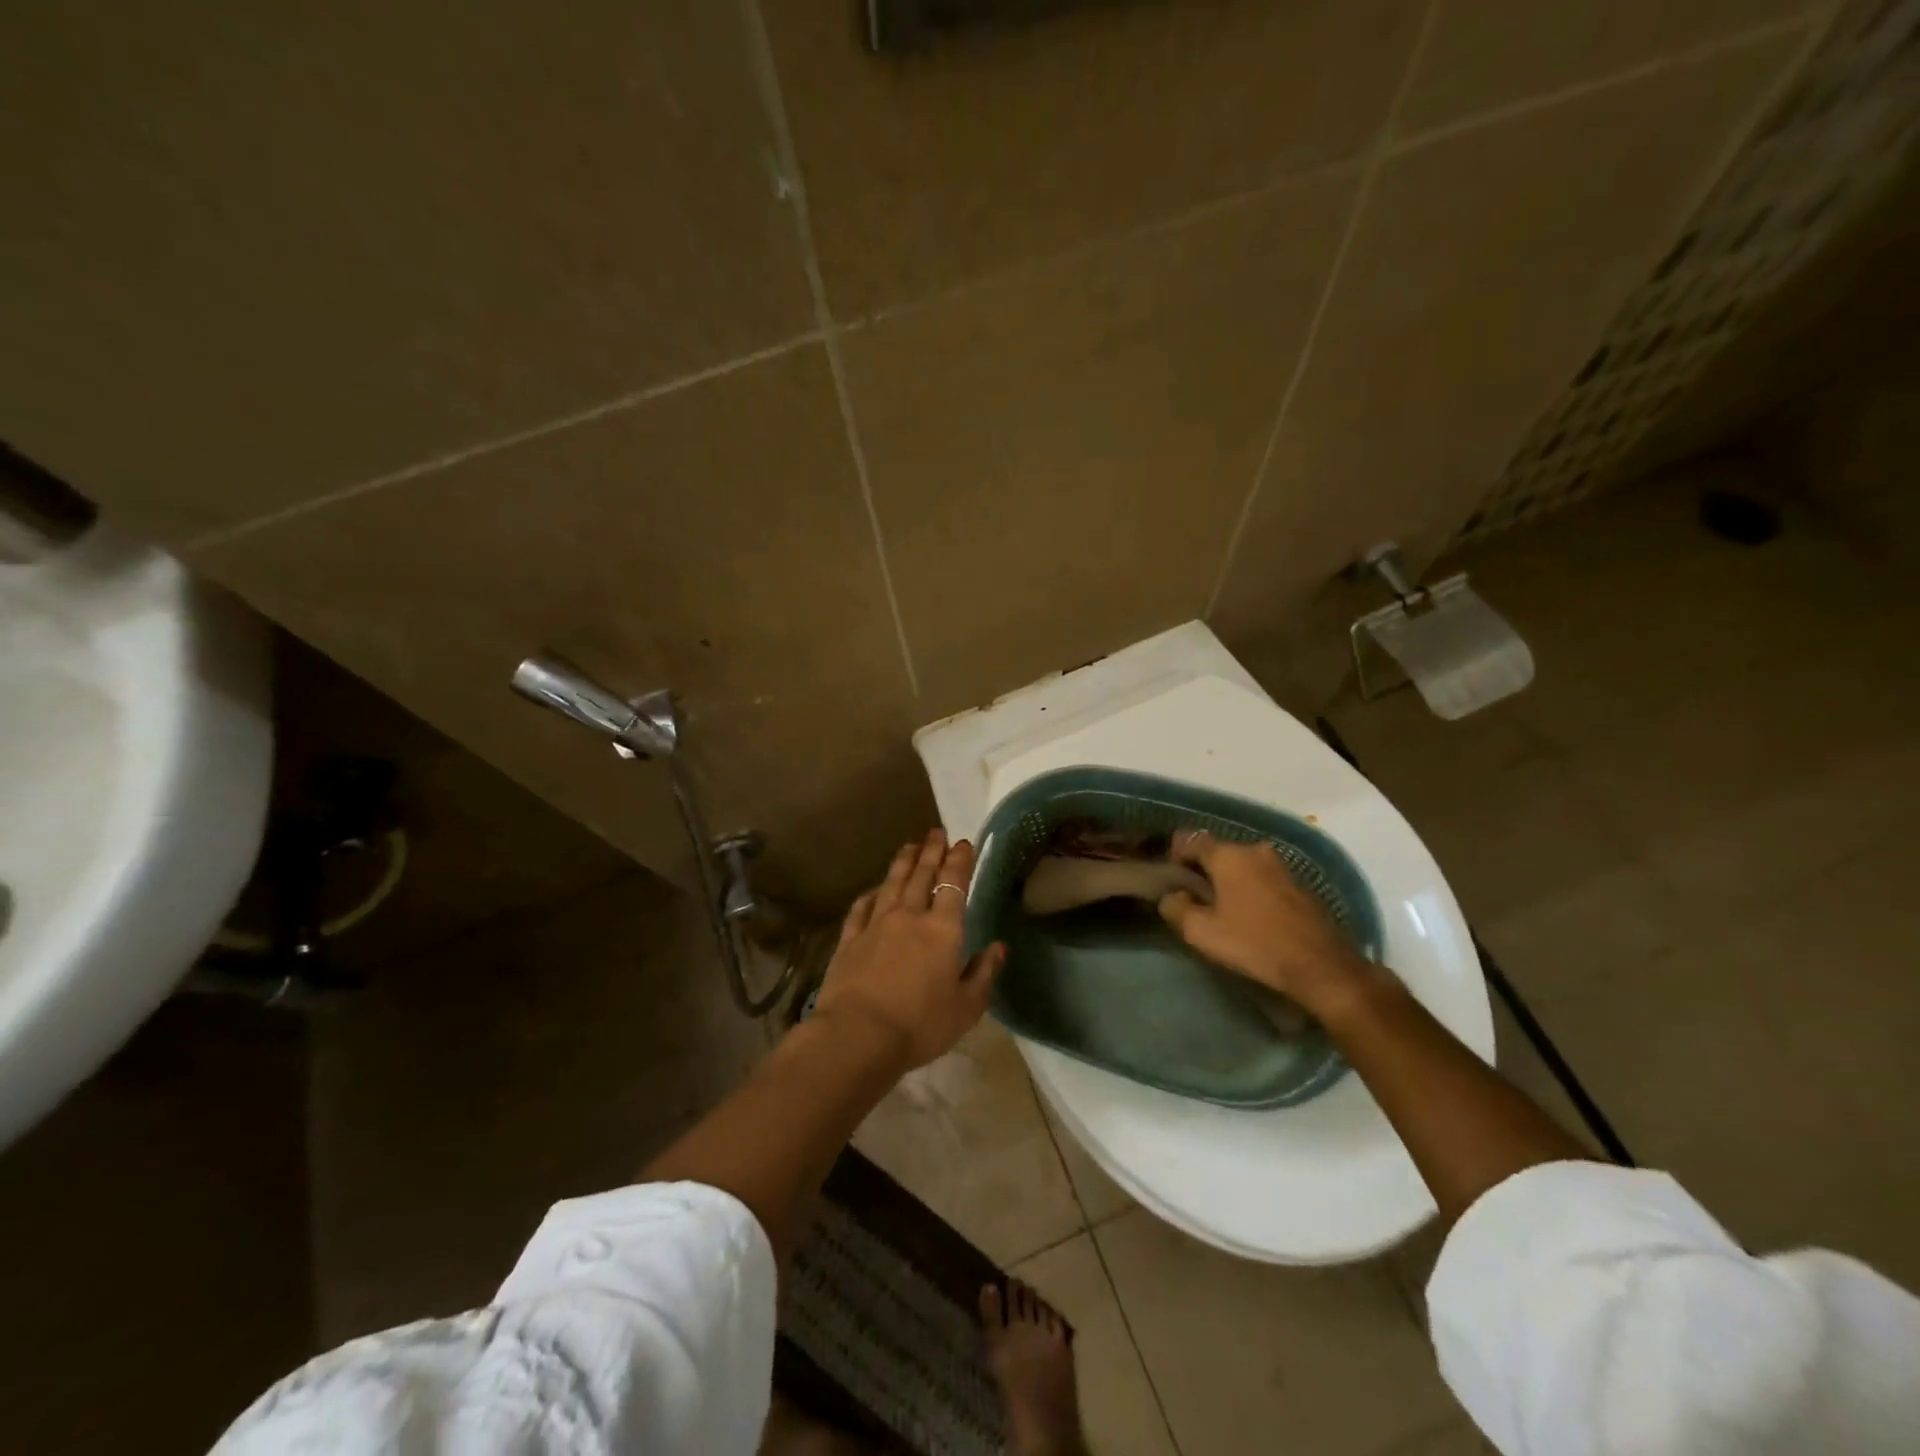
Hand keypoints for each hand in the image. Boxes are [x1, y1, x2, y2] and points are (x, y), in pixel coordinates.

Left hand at [814, 830, 1006, 1070]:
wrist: (858, 1035)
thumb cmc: (920, 1025)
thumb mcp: (966, 1007)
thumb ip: (984, 973)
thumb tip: (998, 947)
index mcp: (943, 930)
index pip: (954, 885)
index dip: (960, 861)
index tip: (963, 843)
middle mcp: (909, 917)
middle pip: (922, 876)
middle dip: (932, 852)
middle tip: (936, 832)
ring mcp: (876, 925)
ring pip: (892, 884)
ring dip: (903, 862)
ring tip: (910, 845)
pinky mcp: (850, 939)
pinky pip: (861, 908)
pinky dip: (871, 894)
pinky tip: (874, 889)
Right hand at [1157, 830, 1371, 1013]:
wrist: (1321, 966)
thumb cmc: (1254, 944)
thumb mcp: (1201, 932)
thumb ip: (1176, 908)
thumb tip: (1171, 896)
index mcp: (1228, 855)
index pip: (1190, 840)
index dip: (1174, 856)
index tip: (1170, 880)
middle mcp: (1255, 850)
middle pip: (1217, 852)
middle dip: (1202, 870)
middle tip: (1193, 898)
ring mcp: (1281, 866)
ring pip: (1242, 865)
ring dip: (1228, 880)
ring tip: (1221, 909)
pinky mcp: (1298, 884)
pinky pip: (1262, 878)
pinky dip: (1250, 889)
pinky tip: (1250, 916)